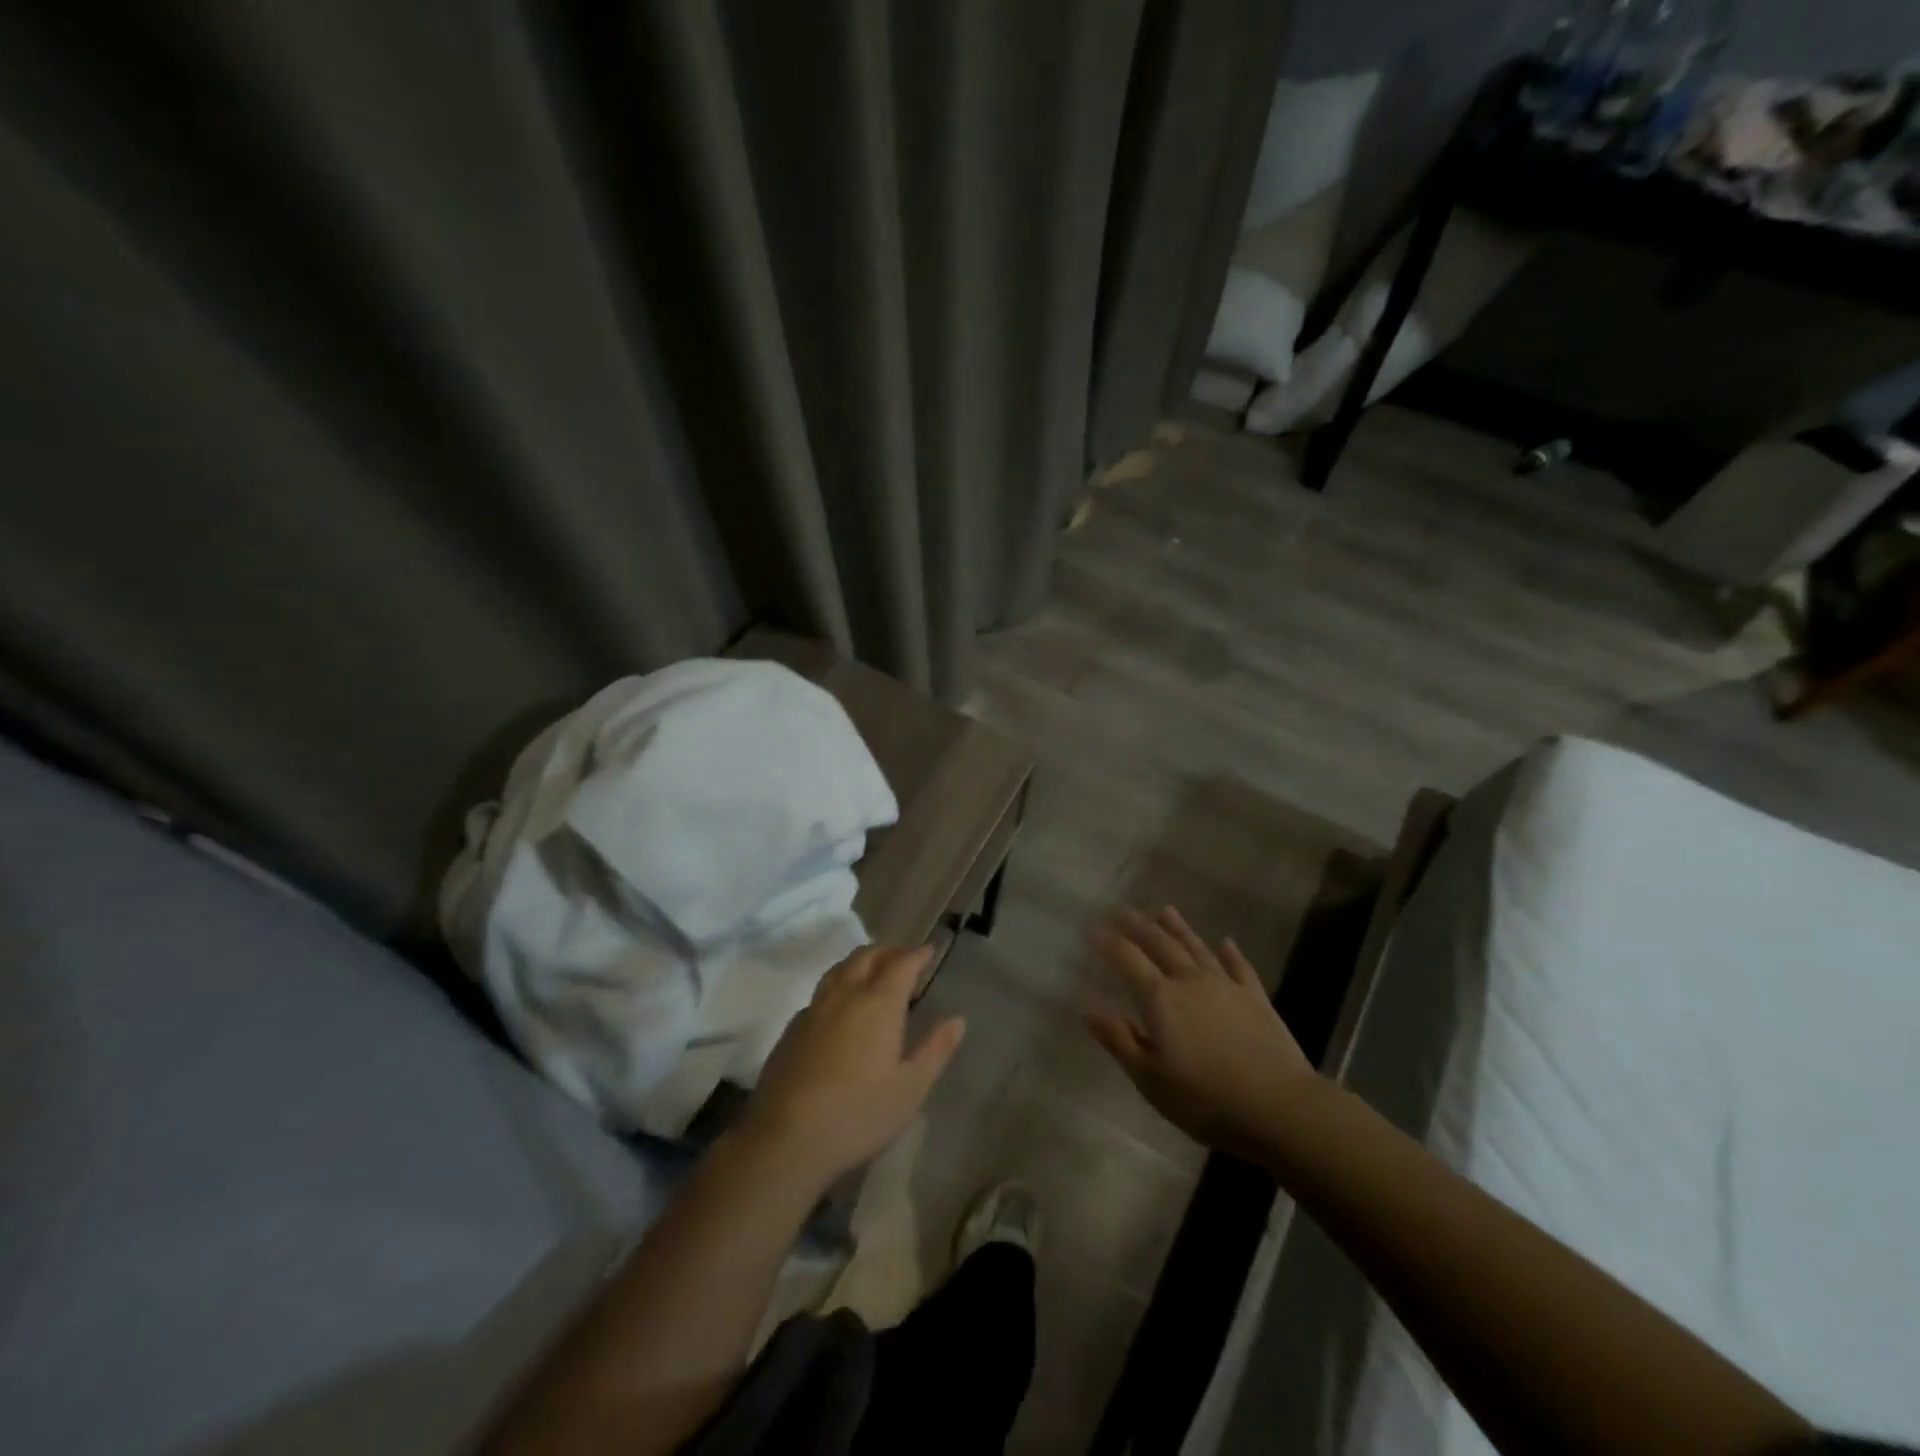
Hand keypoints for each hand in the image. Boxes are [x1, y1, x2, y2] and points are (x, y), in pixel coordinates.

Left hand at [739, 945, 964, 1185]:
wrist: (786, 1138)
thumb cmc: (858, 1113)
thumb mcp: (910, 1089)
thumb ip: (935, 1050)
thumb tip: (957, 1020)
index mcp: (878, 1002)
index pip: (902, 963)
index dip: (918, 954)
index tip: (930, 951)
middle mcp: (845, 994)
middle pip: (867, 956)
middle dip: (889, 951)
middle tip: (905, 960)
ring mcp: (814, 1008)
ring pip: (840, 968)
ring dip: (861, 962)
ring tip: (874, 974)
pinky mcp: (792, 1027)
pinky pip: (821, 991)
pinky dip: (839, 985)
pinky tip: (841, 1008)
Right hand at [1087, 907, 1317, 1158]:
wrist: (1280, 1107)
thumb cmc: (1206, 1100)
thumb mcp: (1151, 1080)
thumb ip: (1120, 1041)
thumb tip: (1089, 1011)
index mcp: (1160, 999)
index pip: (1128, 960)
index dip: (1109, 942)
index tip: (1094, 928)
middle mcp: (1190, 981)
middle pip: (1161, 945)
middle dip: (1139, 927)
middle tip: (1123, 910)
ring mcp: (1226, 986)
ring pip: (1196, 948)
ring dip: (1179, 928)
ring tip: (1165, 910)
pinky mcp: (1256, 998)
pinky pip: (1239, 967)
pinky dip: (1230, 952)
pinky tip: (1225, 942)